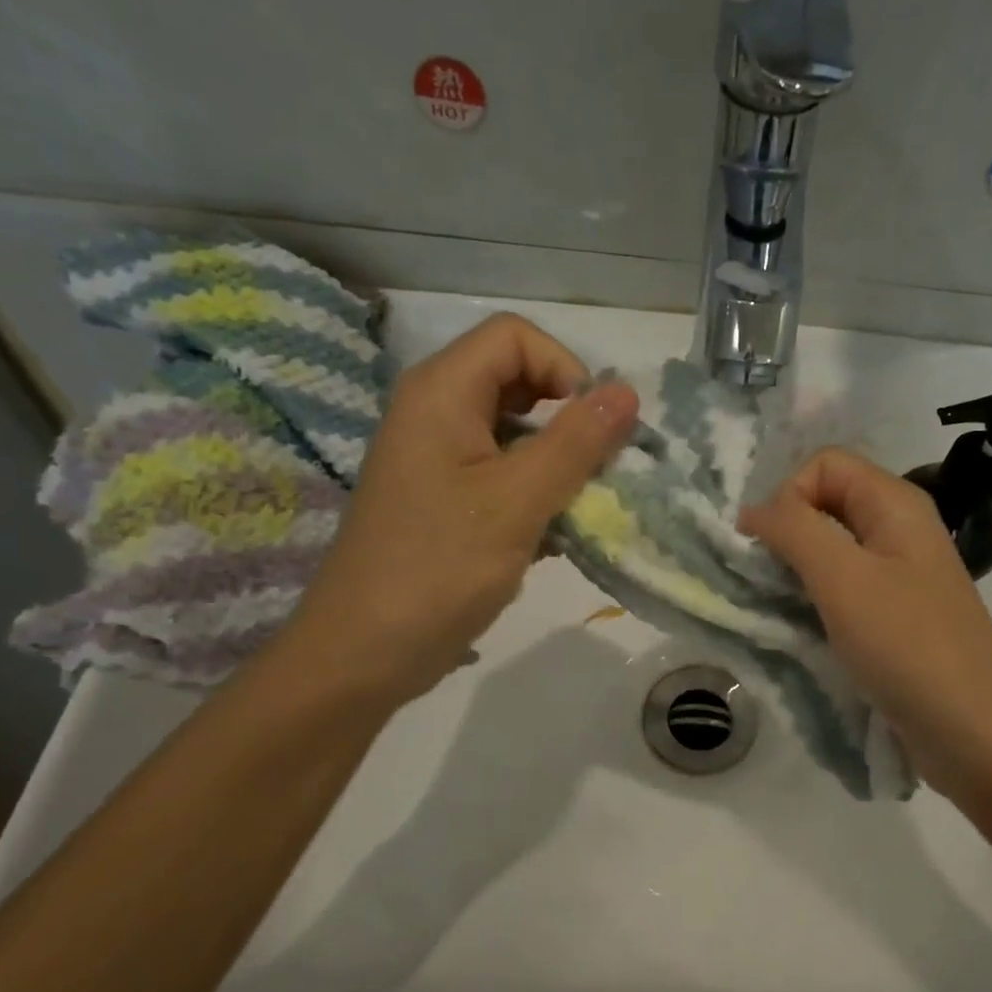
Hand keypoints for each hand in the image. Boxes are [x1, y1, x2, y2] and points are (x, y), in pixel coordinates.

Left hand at [290, 314, 637, 707]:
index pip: (517, 337)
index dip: (566, 370)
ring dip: (557, 464)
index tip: (592, 431)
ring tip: (574, 512)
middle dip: (568, 421)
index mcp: (441, 393)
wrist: (363, 654)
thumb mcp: (517, 502)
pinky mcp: (445, 497)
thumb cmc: (438, 569)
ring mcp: (438, 457)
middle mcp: (436, 411)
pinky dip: (535, 493)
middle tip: (594, 474)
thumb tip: (628, 392)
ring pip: (517, 432)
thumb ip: (575, 442)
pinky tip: (548, 538)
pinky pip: (503, 472)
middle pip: (519, 381)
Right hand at [740, 448, 991, 806]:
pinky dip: (814, 598)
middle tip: (767, 580)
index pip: (824, 464)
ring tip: (779, 607)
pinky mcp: (893, 615)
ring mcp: (899, 574)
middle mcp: (899, 529)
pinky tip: (802, 628)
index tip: (772, 548)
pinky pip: (842, 587)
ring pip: (830, 548)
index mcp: (896, 504)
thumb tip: (753, 511)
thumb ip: (794, 530)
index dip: (789, 495)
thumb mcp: (843, 579)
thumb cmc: (909, 647)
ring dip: (796, 569)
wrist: (975, 735)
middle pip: (826, 503)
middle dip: (787, 532)